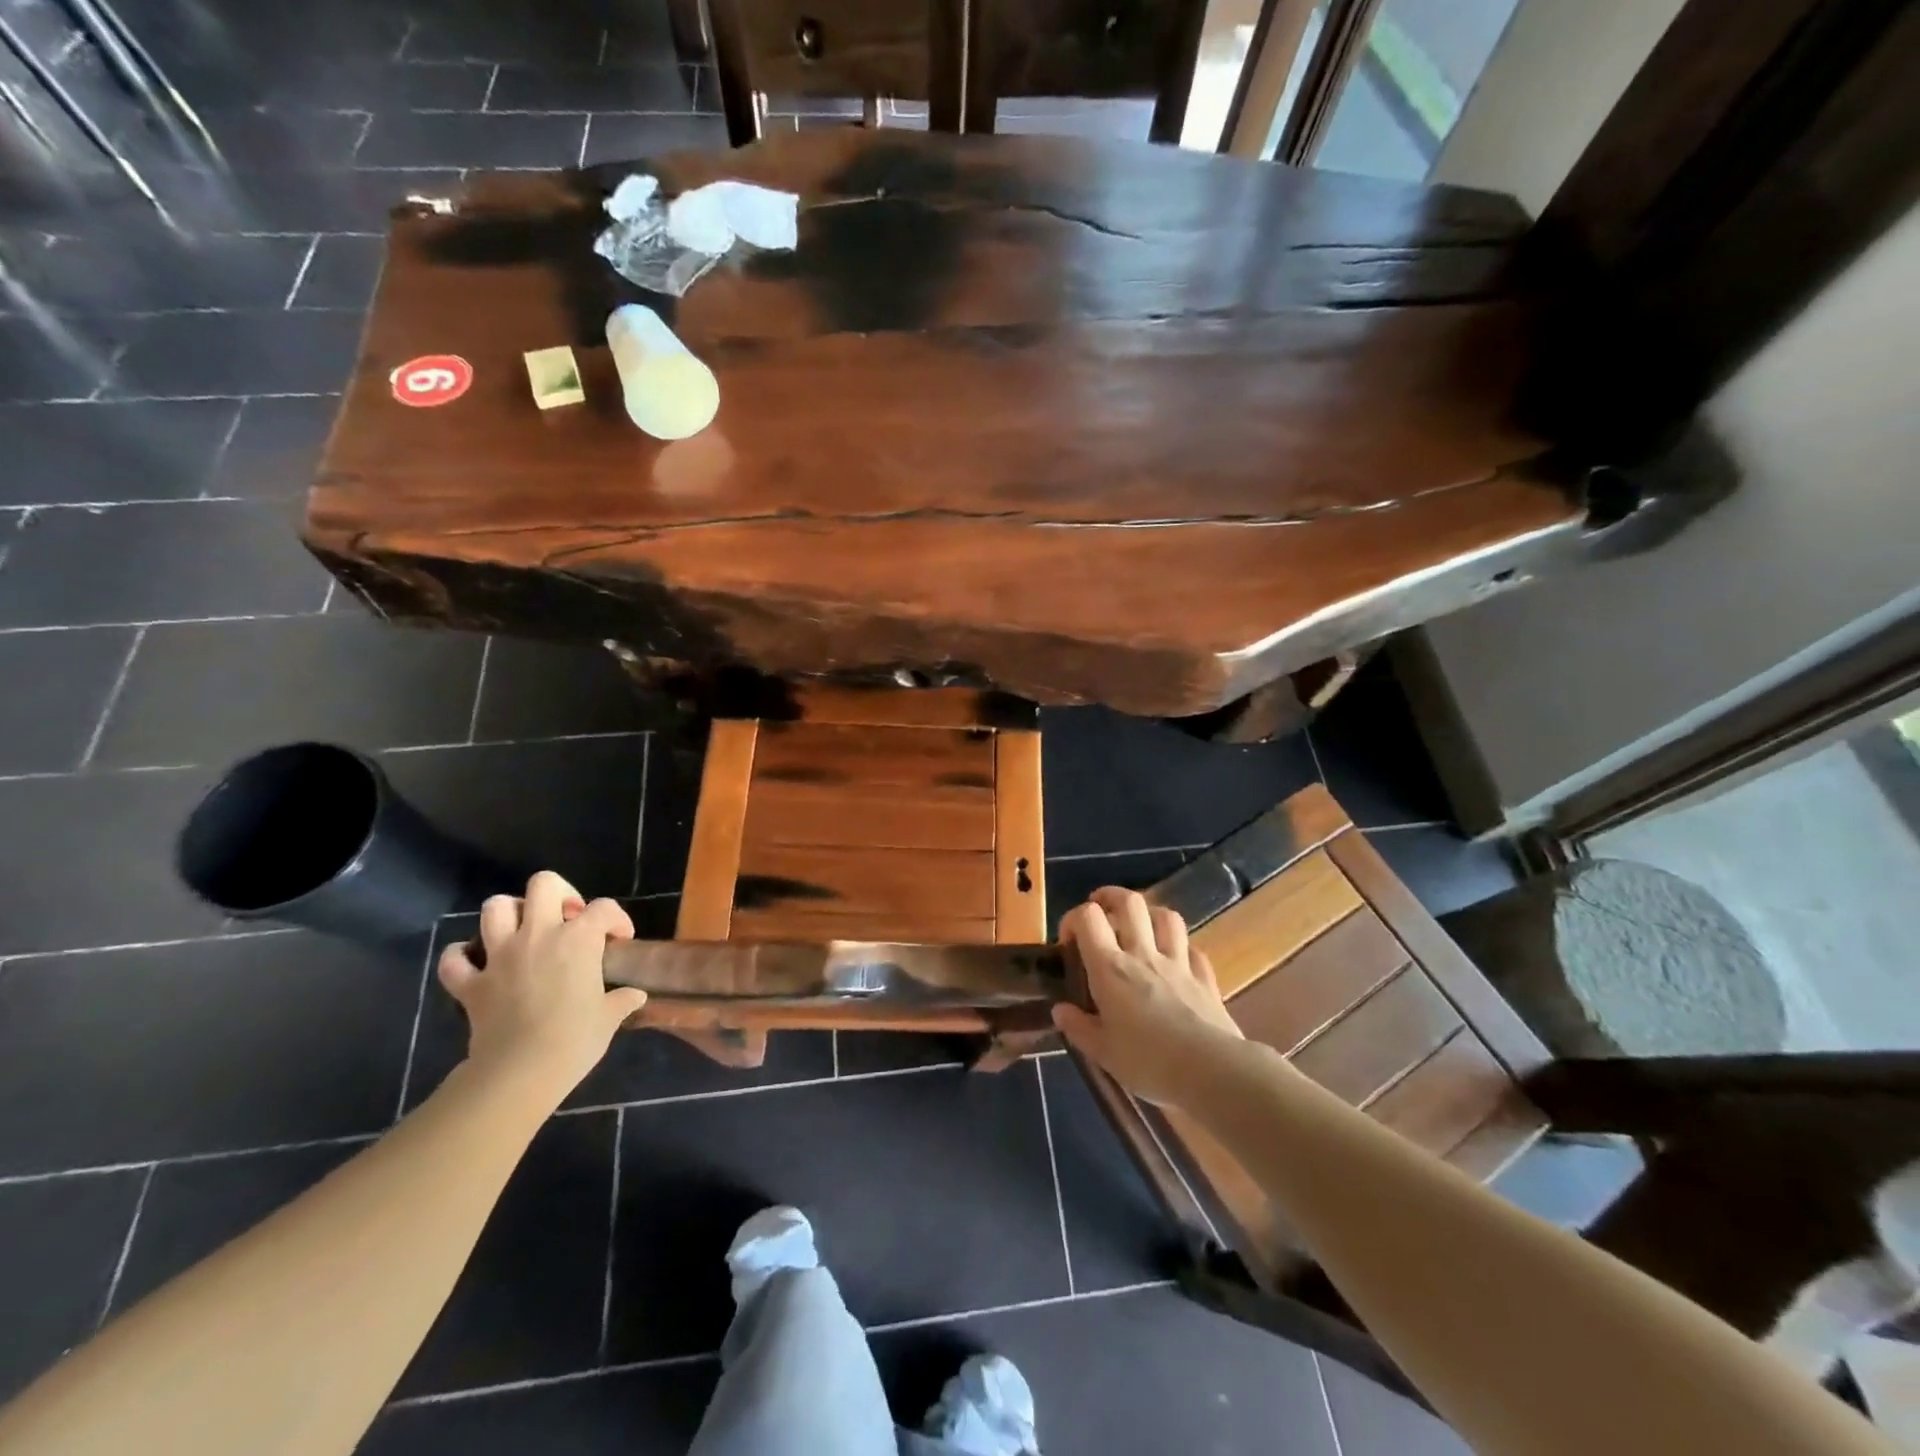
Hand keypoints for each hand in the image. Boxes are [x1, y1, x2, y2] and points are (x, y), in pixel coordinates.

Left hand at [437, 871, 646, 1105]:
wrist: (520, 1072)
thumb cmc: (575, 1040)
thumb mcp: (609, 1018)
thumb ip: (622, 1000)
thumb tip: (635, 996)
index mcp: (578, 939)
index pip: (604, 908)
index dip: (616, 919)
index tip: (619, 940)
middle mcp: (538, 935)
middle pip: (543, 884)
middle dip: (559, 893)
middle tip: (567, 918)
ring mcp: (499, 956)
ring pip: (495, 908)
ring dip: (510, 914)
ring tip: (523, 931)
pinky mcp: (470, 983)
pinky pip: (453, 959)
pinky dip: (461, 956)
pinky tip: (475, 963)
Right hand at [1052, 887, 1242, 1107]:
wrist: (1211, 1071)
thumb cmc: (1148, 1061)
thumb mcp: (1102, 1052)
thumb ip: (1078, 1028)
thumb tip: (1060, 1010)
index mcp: (1111, 968)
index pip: (1088, 918)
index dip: (1073, 919)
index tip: (1068, 942)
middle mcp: (1143, 954)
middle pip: (1130, 902)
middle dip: (1111, 897)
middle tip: (1102, 911)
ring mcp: (1178, 962)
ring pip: (1166, 917)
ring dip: (1150, 915)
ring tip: (1140, 928)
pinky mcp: (1205, 978)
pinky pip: (1193, 949)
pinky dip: (1181, 948)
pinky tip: (1176, 961)